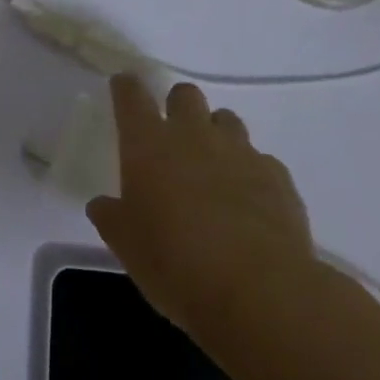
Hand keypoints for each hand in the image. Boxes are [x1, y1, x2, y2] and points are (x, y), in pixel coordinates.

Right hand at [87, 76, 319, 345]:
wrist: (259, 292)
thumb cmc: (176, 263)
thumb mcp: (126, 245)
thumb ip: (111, 216)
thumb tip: (102, 204)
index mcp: (148, 144)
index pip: (131, 95)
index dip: (126, 87)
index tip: (123, 87)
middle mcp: (193, 134)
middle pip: (184, 94)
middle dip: (177, 106)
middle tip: (172, 136)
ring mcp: (239, 151)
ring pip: (226, 120)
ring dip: (216, 134)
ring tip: (213, 168)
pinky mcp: (277, 176)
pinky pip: (260, 159)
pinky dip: (250, 172)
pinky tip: (249, 201)